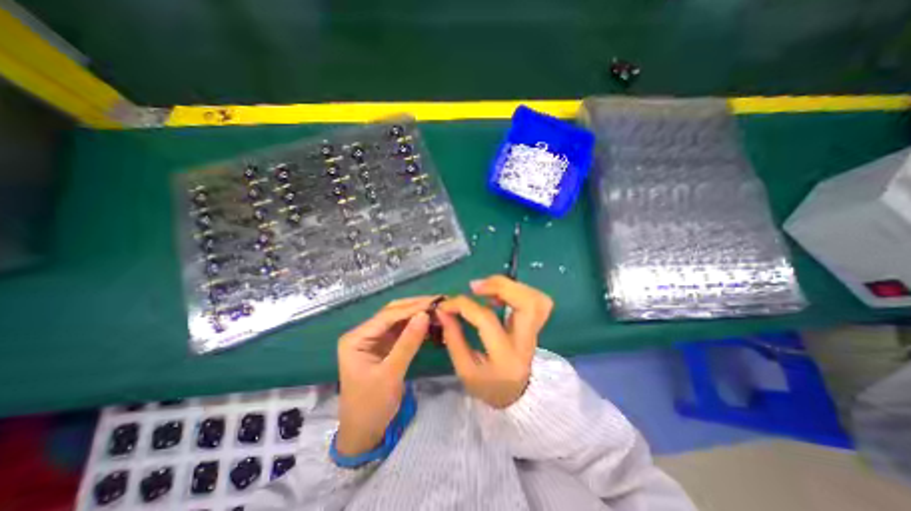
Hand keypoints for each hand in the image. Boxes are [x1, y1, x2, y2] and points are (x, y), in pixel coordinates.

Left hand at [335, 297, 434, 456]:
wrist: (364, 432)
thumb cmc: (372, 405)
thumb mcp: (391, 374)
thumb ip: (408, 342)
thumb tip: (424, 315)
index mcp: (356, 338)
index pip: (387, 316)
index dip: (411, 308)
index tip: (434, 303)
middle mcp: (364, 334)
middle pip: (392, 313)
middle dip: (415, 307)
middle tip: (438, 302)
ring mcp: (374, 339)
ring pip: (398, 320)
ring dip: (417, 315)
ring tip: (437, 310)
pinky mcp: (384, 346)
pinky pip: (402, 331)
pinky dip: (416, 327)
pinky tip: (430, 324)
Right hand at [437, 276, 550, 406]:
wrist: (516, 396)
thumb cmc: (487, 386)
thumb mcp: (464, 369)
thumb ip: (453, 337)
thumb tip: (443, 310)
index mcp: (505, 358)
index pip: (486, 319)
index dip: (463, 305)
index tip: (446, 303)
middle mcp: (526, 342)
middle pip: (527, 303)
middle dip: (500, 286)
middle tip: (475, 287)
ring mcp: (536, 333)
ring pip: (536, 298)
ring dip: (510, 286)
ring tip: (488, 288)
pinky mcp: (537, 325)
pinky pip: (536, 300)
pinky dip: (518, 291)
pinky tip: (499, 295)